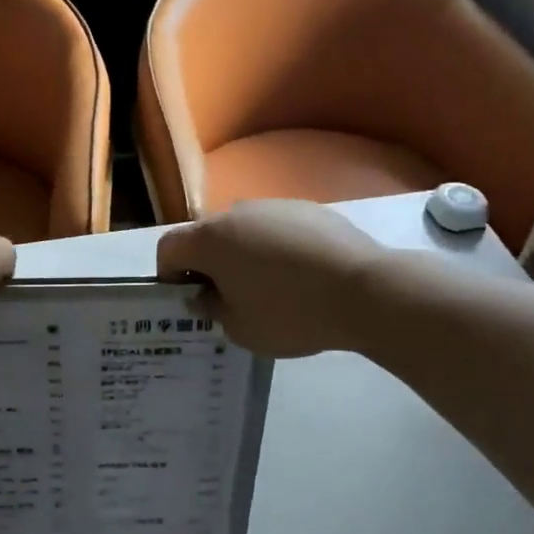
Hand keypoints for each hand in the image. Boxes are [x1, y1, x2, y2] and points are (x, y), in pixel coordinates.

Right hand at [156, 200, 383, 357]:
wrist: (365, 290)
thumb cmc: (291, 313)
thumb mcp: (240, 328)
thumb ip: (212, 309)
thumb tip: (207, 294)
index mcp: (211, 239)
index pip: (168, 248)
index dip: (169, 274)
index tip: (188, 299)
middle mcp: (237, 212)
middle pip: (207, 236)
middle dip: (208, 265)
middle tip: (227, 298)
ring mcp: (274, 206)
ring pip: (244, 230)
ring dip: (243, 254)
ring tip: (269, 288)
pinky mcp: (309, 209)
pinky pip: (278, 229)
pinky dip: (277, 248)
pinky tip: (301, 276)